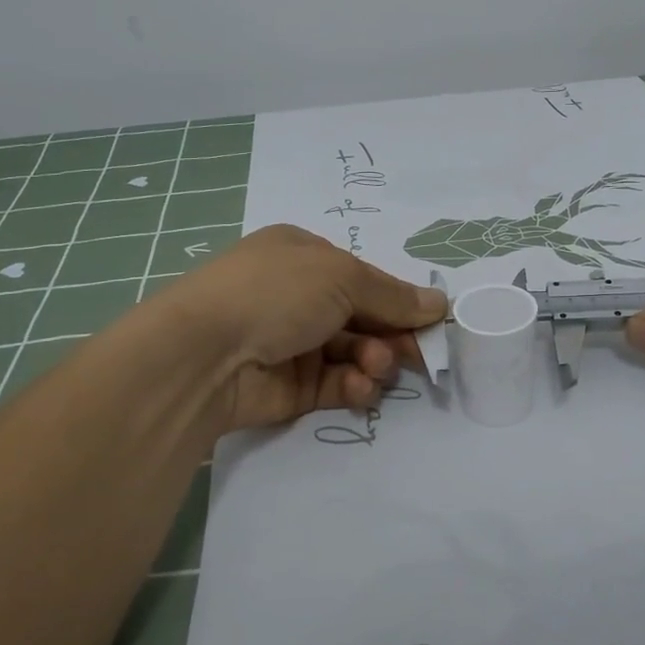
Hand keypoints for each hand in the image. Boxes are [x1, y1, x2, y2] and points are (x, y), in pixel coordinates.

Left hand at [156, 225, 447, 432]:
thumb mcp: (342, 277)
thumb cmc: (276, 294)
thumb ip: (393, 295)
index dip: (399, 300)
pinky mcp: (290, 387)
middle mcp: (298, 297)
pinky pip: (336, 385)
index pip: (365, 278)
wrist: (205, 355)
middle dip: (392, 334)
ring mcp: (292, 343)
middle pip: (364, 317)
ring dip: (374, 360)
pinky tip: (358, 388)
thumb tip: (440, 303)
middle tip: (417, 354)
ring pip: (354, 353)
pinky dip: (354, 386)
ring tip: (374, 367)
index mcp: (304, 256)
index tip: (432, 322)